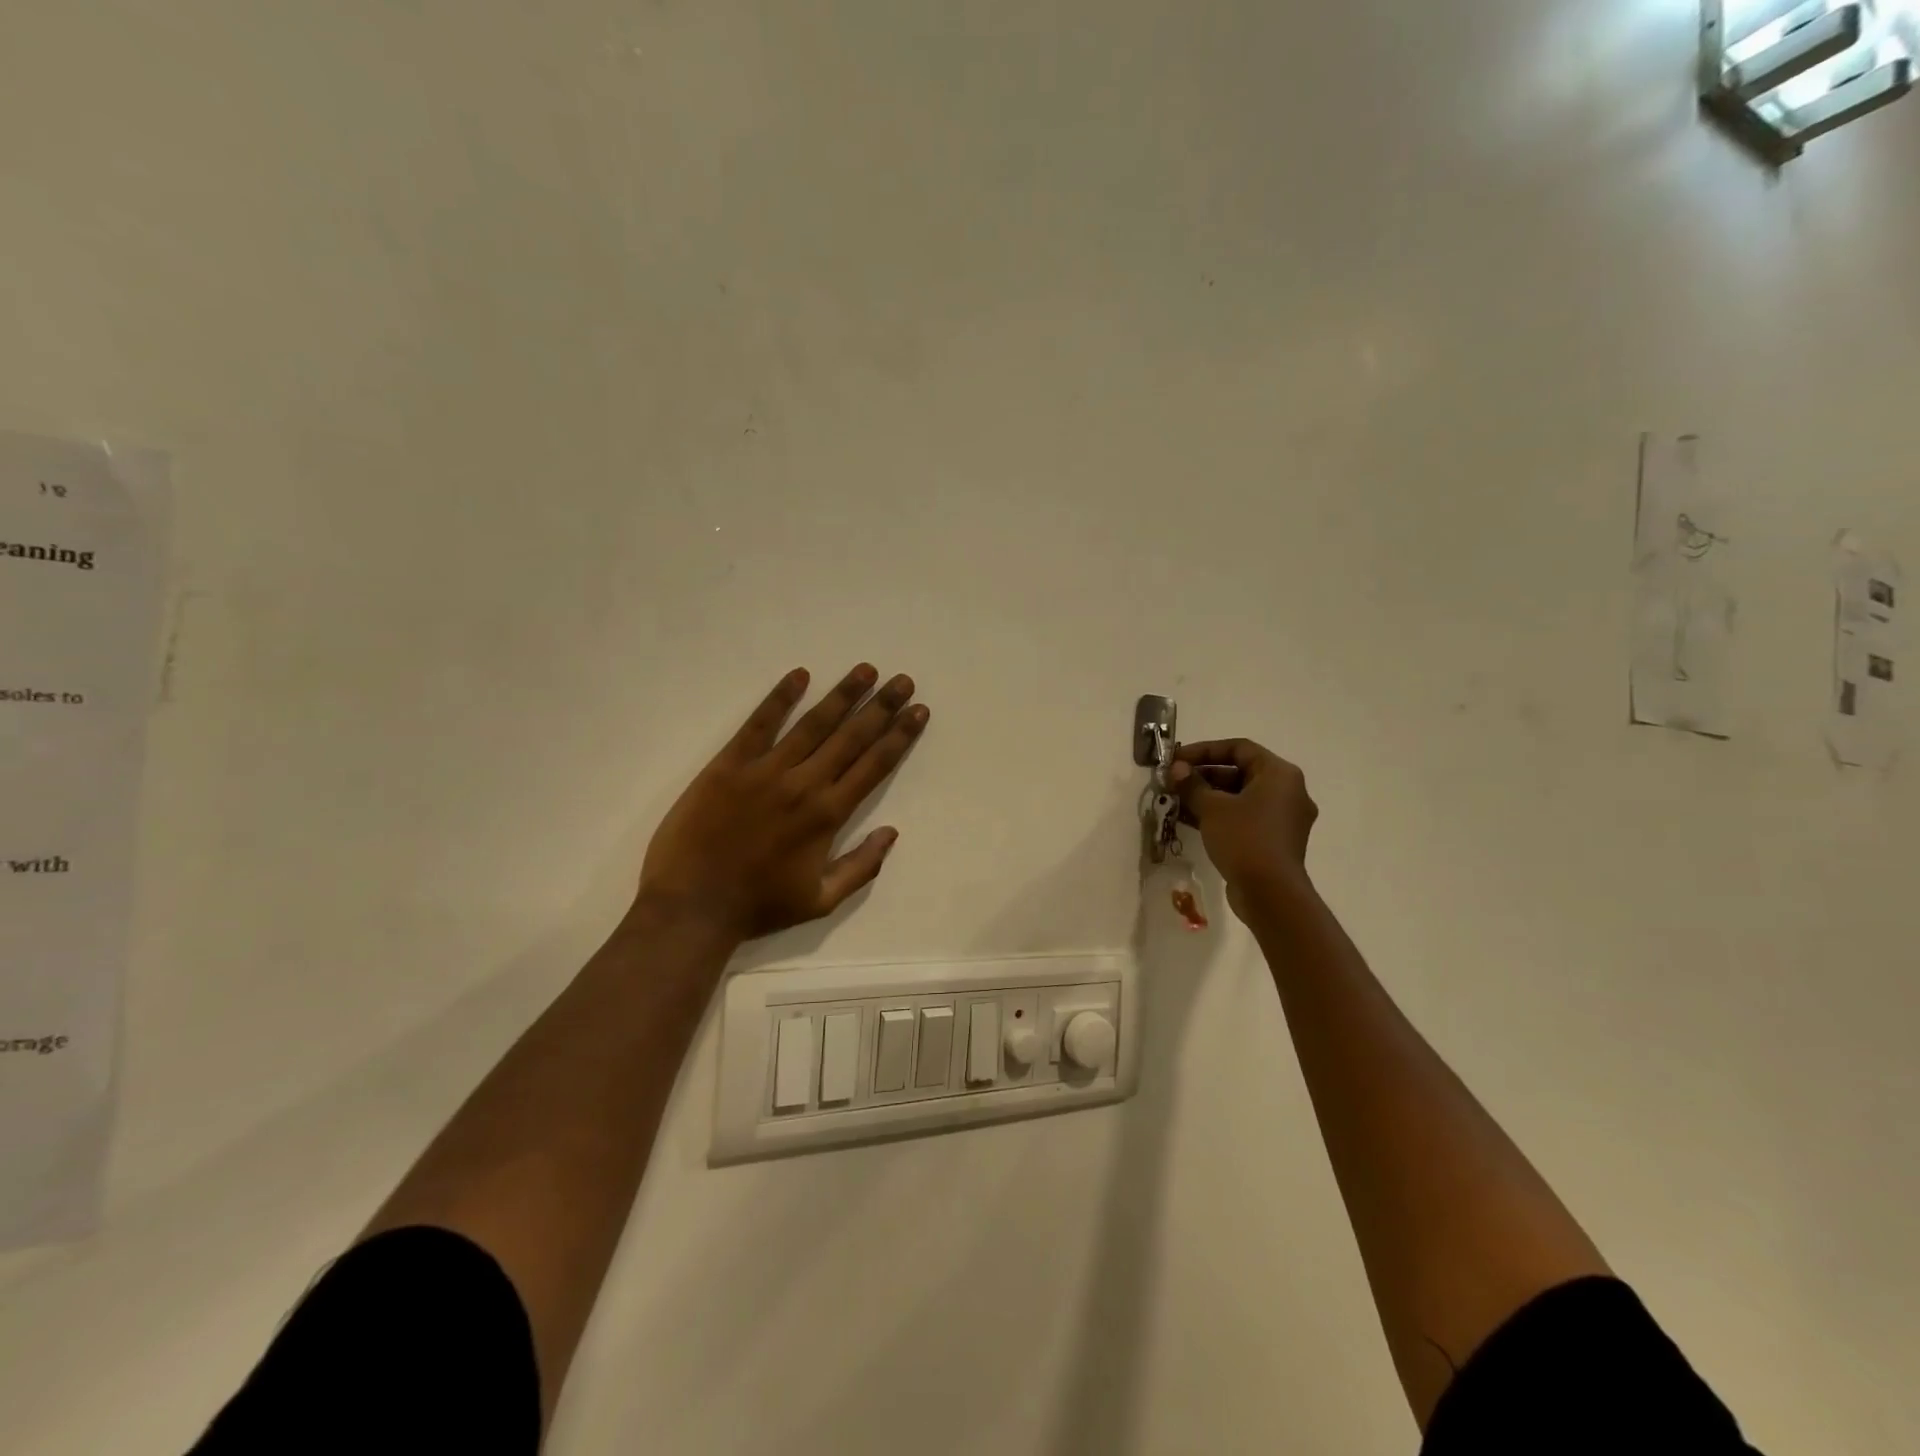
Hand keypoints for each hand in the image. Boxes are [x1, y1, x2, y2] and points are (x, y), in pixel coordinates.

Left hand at [638, 665, 929, 940]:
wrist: (691, 907)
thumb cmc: (758, 907)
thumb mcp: (821, 901)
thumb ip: (861, 867)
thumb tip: (892, 832)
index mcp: (828, 815)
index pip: (874, 765)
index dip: (900, 736)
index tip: (918, 711)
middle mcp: (804, 784)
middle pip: (851, 737)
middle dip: (881, 707)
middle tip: (903, 680)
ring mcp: (765, 770)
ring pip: (813, 724)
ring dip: (842, 695)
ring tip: (865, 670)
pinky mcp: (729, 764)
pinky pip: (759, 724)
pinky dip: (780, 698)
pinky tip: (799, 675)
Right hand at [1169, 738, 1316, 918]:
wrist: (1271, 894)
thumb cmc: (1244, 839)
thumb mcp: (1212, 808)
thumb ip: (1192, 784)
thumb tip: (1176, 769)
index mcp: (1279, 774)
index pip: (1239, 748)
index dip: (1204, 750)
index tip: (1177, 759)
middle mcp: (1287, 791)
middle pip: (1240, 772)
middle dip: (1203, 775)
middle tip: (1174, 781)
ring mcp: (1283, 818)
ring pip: (1240, 797)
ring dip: (1208, 797)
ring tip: (1175, 801)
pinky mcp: (1275, 840)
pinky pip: (1244, 817)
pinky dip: (1220, 815)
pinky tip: (1189, 821)